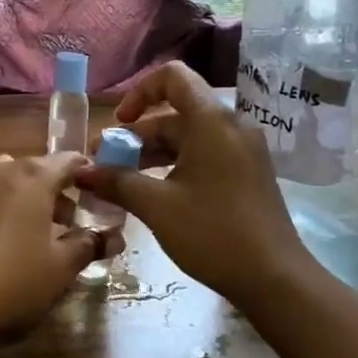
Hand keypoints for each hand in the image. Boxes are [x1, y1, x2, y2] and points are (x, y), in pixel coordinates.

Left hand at [0, 152, 103, 335]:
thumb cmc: (13, 282)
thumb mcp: (61, 269)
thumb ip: (89, 246)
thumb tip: (114, 236)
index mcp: (36, 179)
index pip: (68, 162)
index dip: (83, 173)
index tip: (93, 188)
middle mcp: (1, 170)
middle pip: (32, 169)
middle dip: (50, 189)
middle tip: (62, 222)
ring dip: (11, 186)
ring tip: (19, 217)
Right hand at [73, 62, 308, 304]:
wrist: (276, 280)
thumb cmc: (214, 233)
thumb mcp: (157, 206)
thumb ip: (117, 182)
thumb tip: (81, 172)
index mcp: (211, 121)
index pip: (172, 77)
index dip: (139, 92)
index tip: (118, 124)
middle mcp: (230, 126)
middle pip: (175, 112)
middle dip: (136, 135)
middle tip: (105, 164)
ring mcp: (242, 150)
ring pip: (188, 136)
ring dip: (152, 153)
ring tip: (121, 182)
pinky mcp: (247, 173)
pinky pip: (204, 154)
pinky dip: (175, 164)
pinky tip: (153, 194)